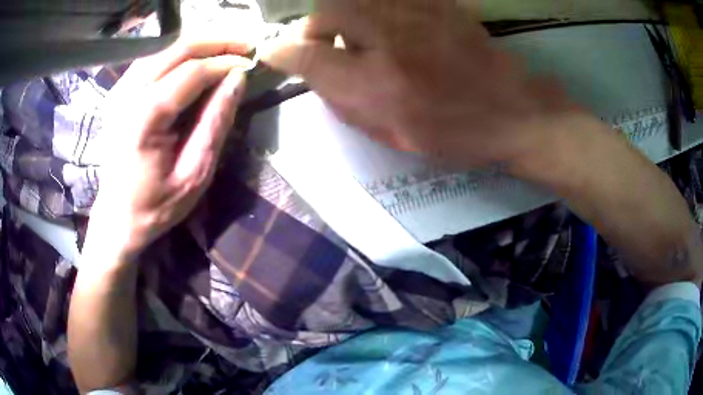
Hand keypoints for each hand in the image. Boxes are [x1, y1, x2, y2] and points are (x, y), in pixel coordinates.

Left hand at [87, 39, 252, 261]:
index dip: (225, 62)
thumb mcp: (194, 175)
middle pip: (176, 49)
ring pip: (164, 49)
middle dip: (216, 41)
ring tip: (226, 48)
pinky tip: (195, 59)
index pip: (191, 73)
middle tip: (246, 44)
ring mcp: (119, 93)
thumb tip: (236, 80)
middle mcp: (127, 97)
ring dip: (198, 44)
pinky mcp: (118, 94)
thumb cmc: (155, 206)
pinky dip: (177, 54)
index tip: (250, 63)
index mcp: (143, 121)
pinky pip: (151, 60)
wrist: (116, 218)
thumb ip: (214, 124)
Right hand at [258, 0, 578, 169]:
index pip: (309, 56)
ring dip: (344, 13)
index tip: (272, 53)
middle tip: (325, 44)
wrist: (514, 112)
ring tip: (358, 35)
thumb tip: (311, 71)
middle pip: (328, 10)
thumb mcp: (392, 133)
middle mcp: (392, 41)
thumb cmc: (455, 133)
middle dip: (315, 26)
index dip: (283, 52)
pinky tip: (388, 25)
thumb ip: (344, 101)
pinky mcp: (440, 4)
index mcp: (379, 85)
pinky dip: (376, 6)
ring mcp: (419, 15)